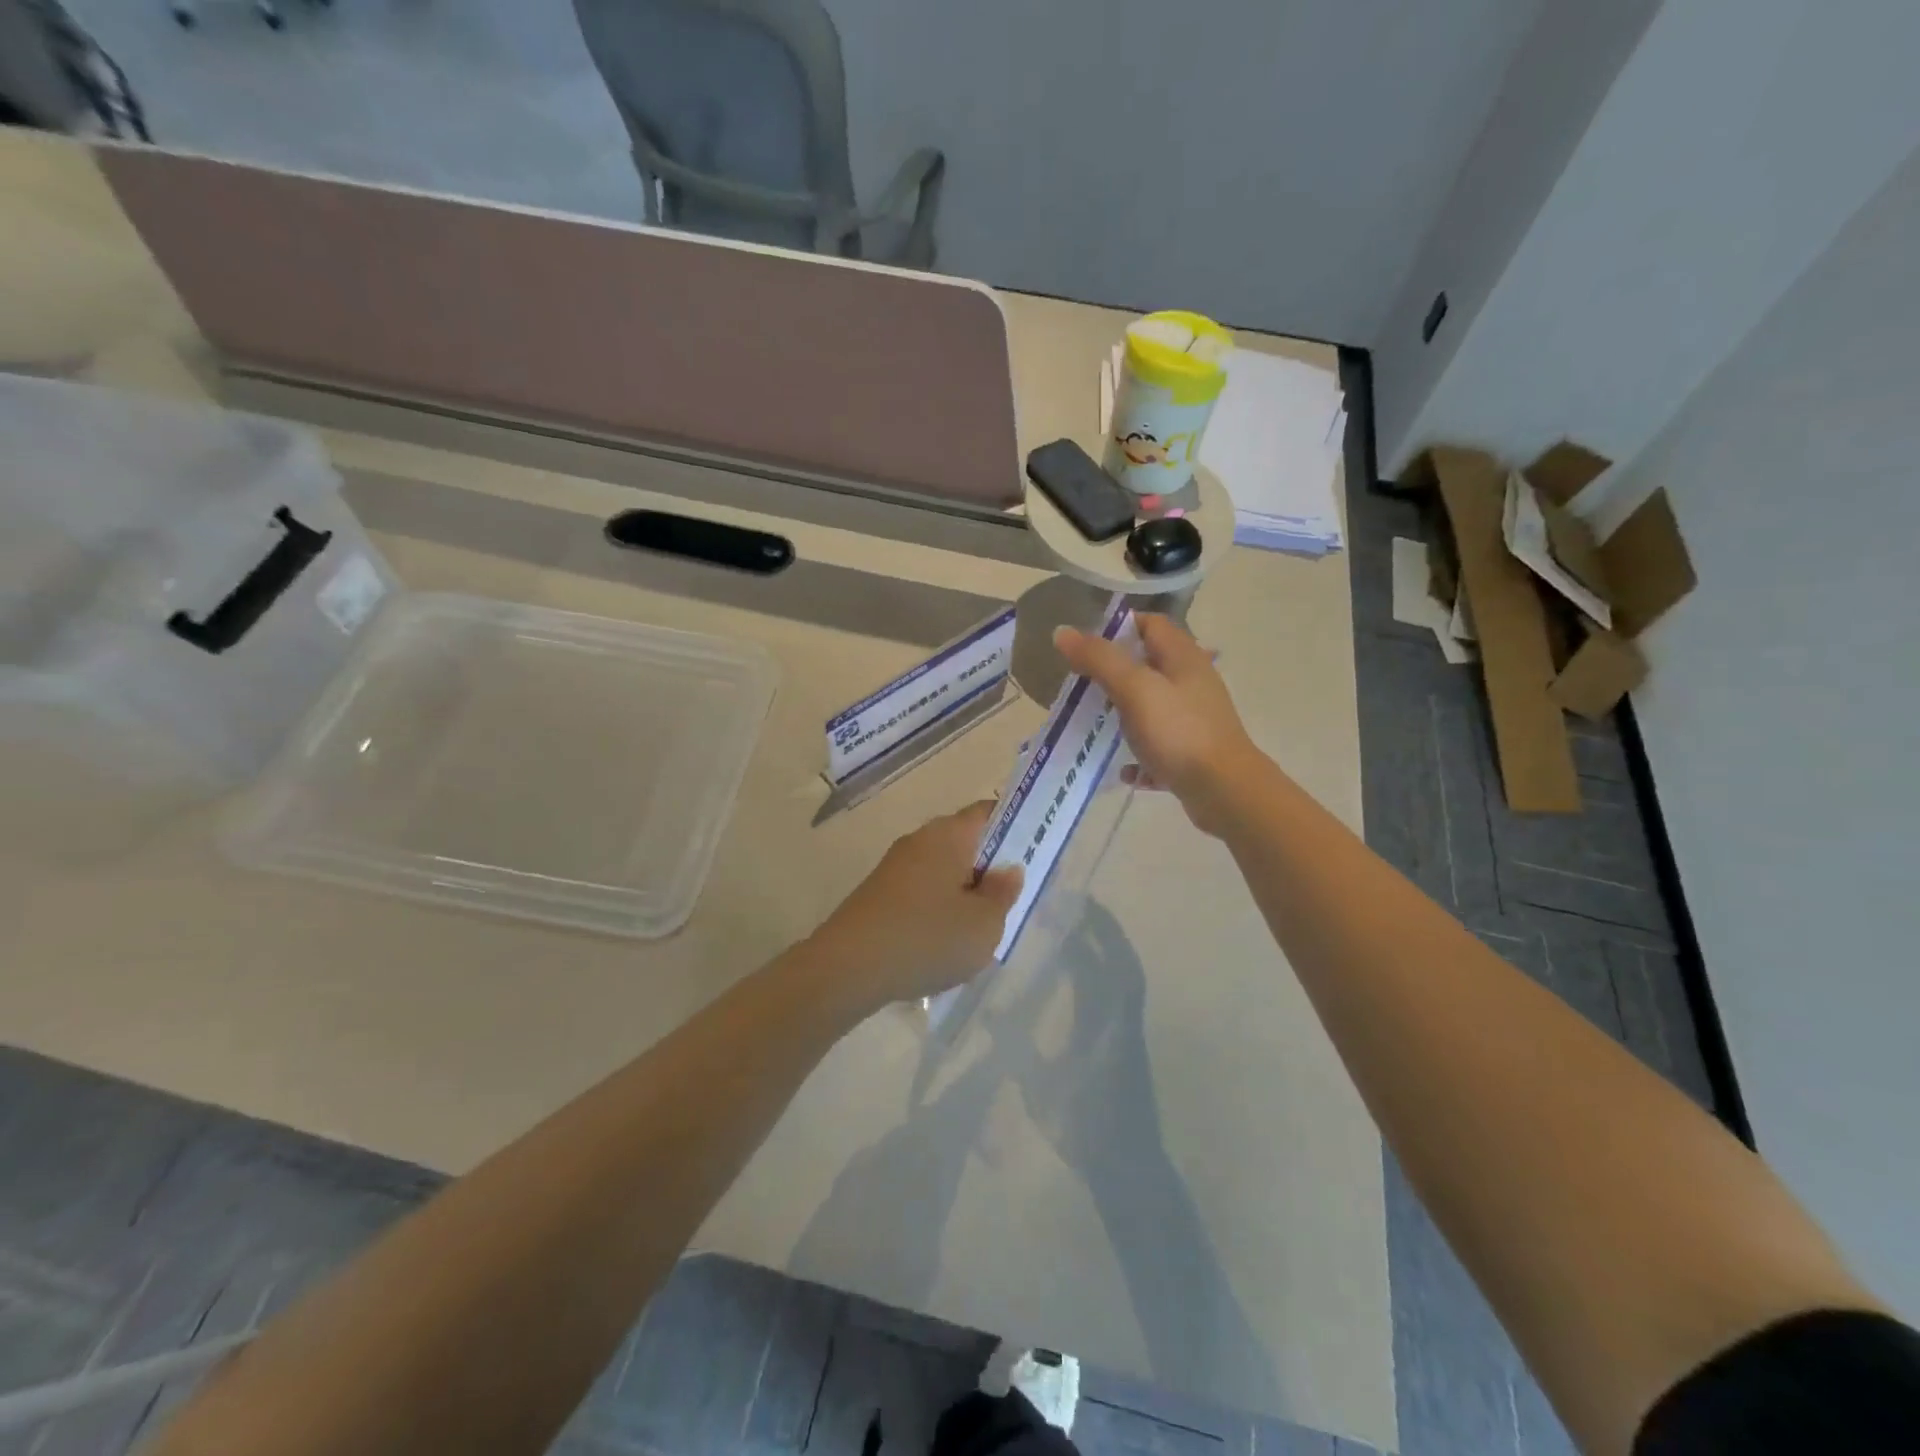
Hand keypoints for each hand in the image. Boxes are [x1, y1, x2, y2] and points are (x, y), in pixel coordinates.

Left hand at [807, 801, 1022, 1010]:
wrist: (847, 968)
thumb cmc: (927, 938)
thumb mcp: (984, 925)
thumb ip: (1003, 893)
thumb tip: (1007, 869)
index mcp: (949, 835)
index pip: (988, 812)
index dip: (1014, 827)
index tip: (1030, 854)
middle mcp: (920, 840)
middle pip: (966, 841)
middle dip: (989, 867)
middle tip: (1008, 902)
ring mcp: (895, 866)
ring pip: (943, 869)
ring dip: (963, 891)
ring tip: (976, 930)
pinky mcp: (878, 892)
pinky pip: (921, 890)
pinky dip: (937, 908)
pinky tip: (940, 943)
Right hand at [1053, 613, 1263, 837]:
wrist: (1224, 791)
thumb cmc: (1178, 732)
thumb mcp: (1134, 689)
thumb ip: (1099, 659)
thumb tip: (1062, 632)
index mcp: (1183, 657)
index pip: (1150, 624)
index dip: (1118, 628)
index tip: (1085, 647)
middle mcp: (1192, 682)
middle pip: (1148, 665)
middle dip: (1113, 673)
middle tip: (1081, 686)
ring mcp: (1194, 718)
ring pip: (1151, 706)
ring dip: (1123, 714)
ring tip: (1093, 725)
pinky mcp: (1192, 751)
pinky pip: (1157, 746)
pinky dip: (1138, 754)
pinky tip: (1122, 769)